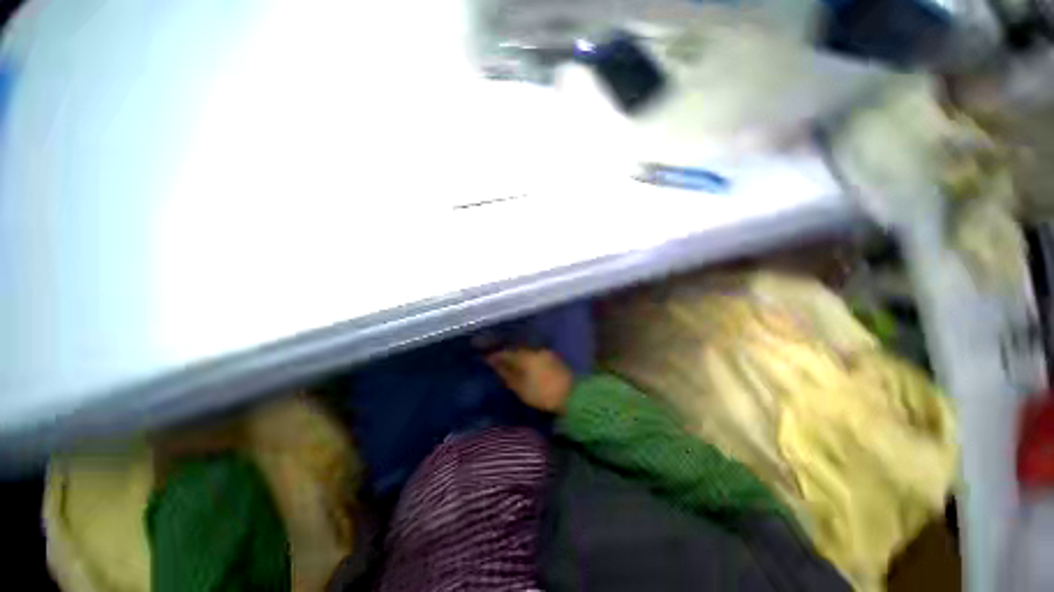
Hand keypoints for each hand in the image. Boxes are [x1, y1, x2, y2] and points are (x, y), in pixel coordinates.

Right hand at [487, 348, 573, 413]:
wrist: (572, 395)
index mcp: (525, 356)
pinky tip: (523, 364)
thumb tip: (495, 365)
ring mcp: (545, 352)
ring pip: (525, 350)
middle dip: (505, 353)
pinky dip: (526, 357)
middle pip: (515, 349)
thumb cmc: (543, 393)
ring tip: (508, 362)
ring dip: (516, 355)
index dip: (495, 355)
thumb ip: (507, 374)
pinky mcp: (552, 357)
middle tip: (496, 359)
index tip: (486, 358)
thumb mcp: (521, 388)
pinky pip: (533, 354)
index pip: (505, 352)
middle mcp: (534, 350)